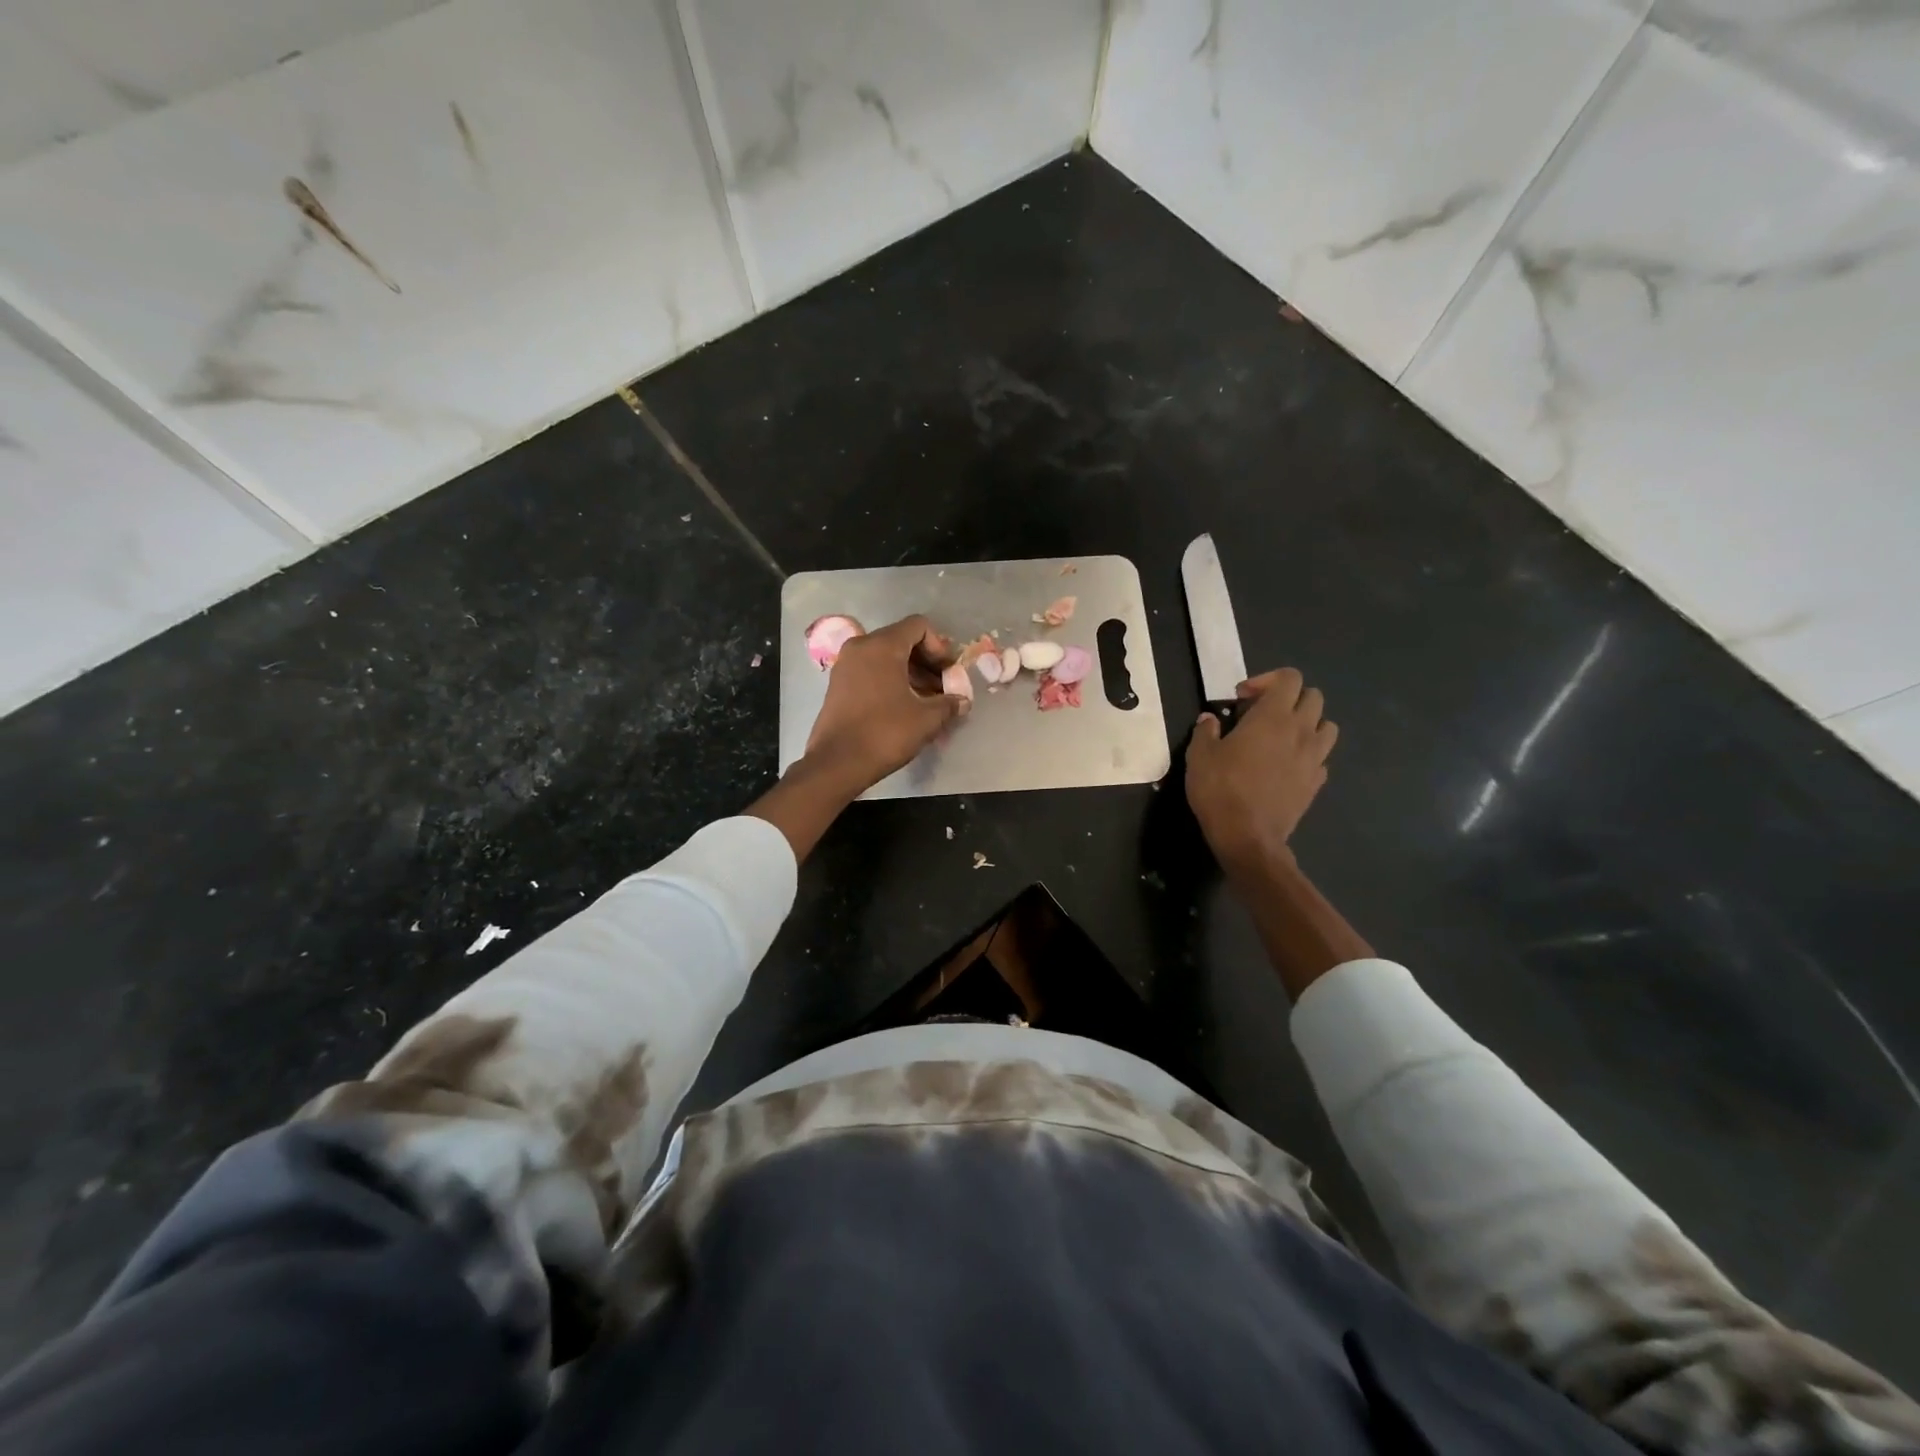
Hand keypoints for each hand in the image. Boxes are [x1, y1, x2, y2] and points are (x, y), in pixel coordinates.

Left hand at [803, 614, 968, 792]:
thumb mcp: (926, 719)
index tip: (948, 673)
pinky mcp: (838, 685)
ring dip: (911, 673)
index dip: (940, 646)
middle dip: (927, 661)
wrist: (837, 763)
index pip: (918, 626)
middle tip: (942, 688)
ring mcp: (845, 665)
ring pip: (886, 657)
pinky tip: (904, 707)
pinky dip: (891, 681)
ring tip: (927, 701)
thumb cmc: (885, 733)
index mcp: (882, 646)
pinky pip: (871, 671)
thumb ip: (949, 703)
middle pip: (902, 640)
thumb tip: (962, 701)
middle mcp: (860, 647)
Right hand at [1186, 668, 1338, 874]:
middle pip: (1313, 696)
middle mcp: (1301, 731)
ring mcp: (1314, 757)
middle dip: (1289, 698)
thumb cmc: (1220, 789)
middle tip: (1261, 714)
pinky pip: (1321, 757)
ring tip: (1282, 737)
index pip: (1289, 678)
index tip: (1242, 698)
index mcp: (1273, 717)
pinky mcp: (1316, 782)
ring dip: (1307, 724)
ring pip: (1327, 725)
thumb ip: (1206, 731)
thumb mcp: (1200, 756)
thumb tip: (1209, 720)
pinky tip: (1286, 765)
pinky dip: (1308, 754)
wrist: (1247, 836)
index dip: (1266, 680)